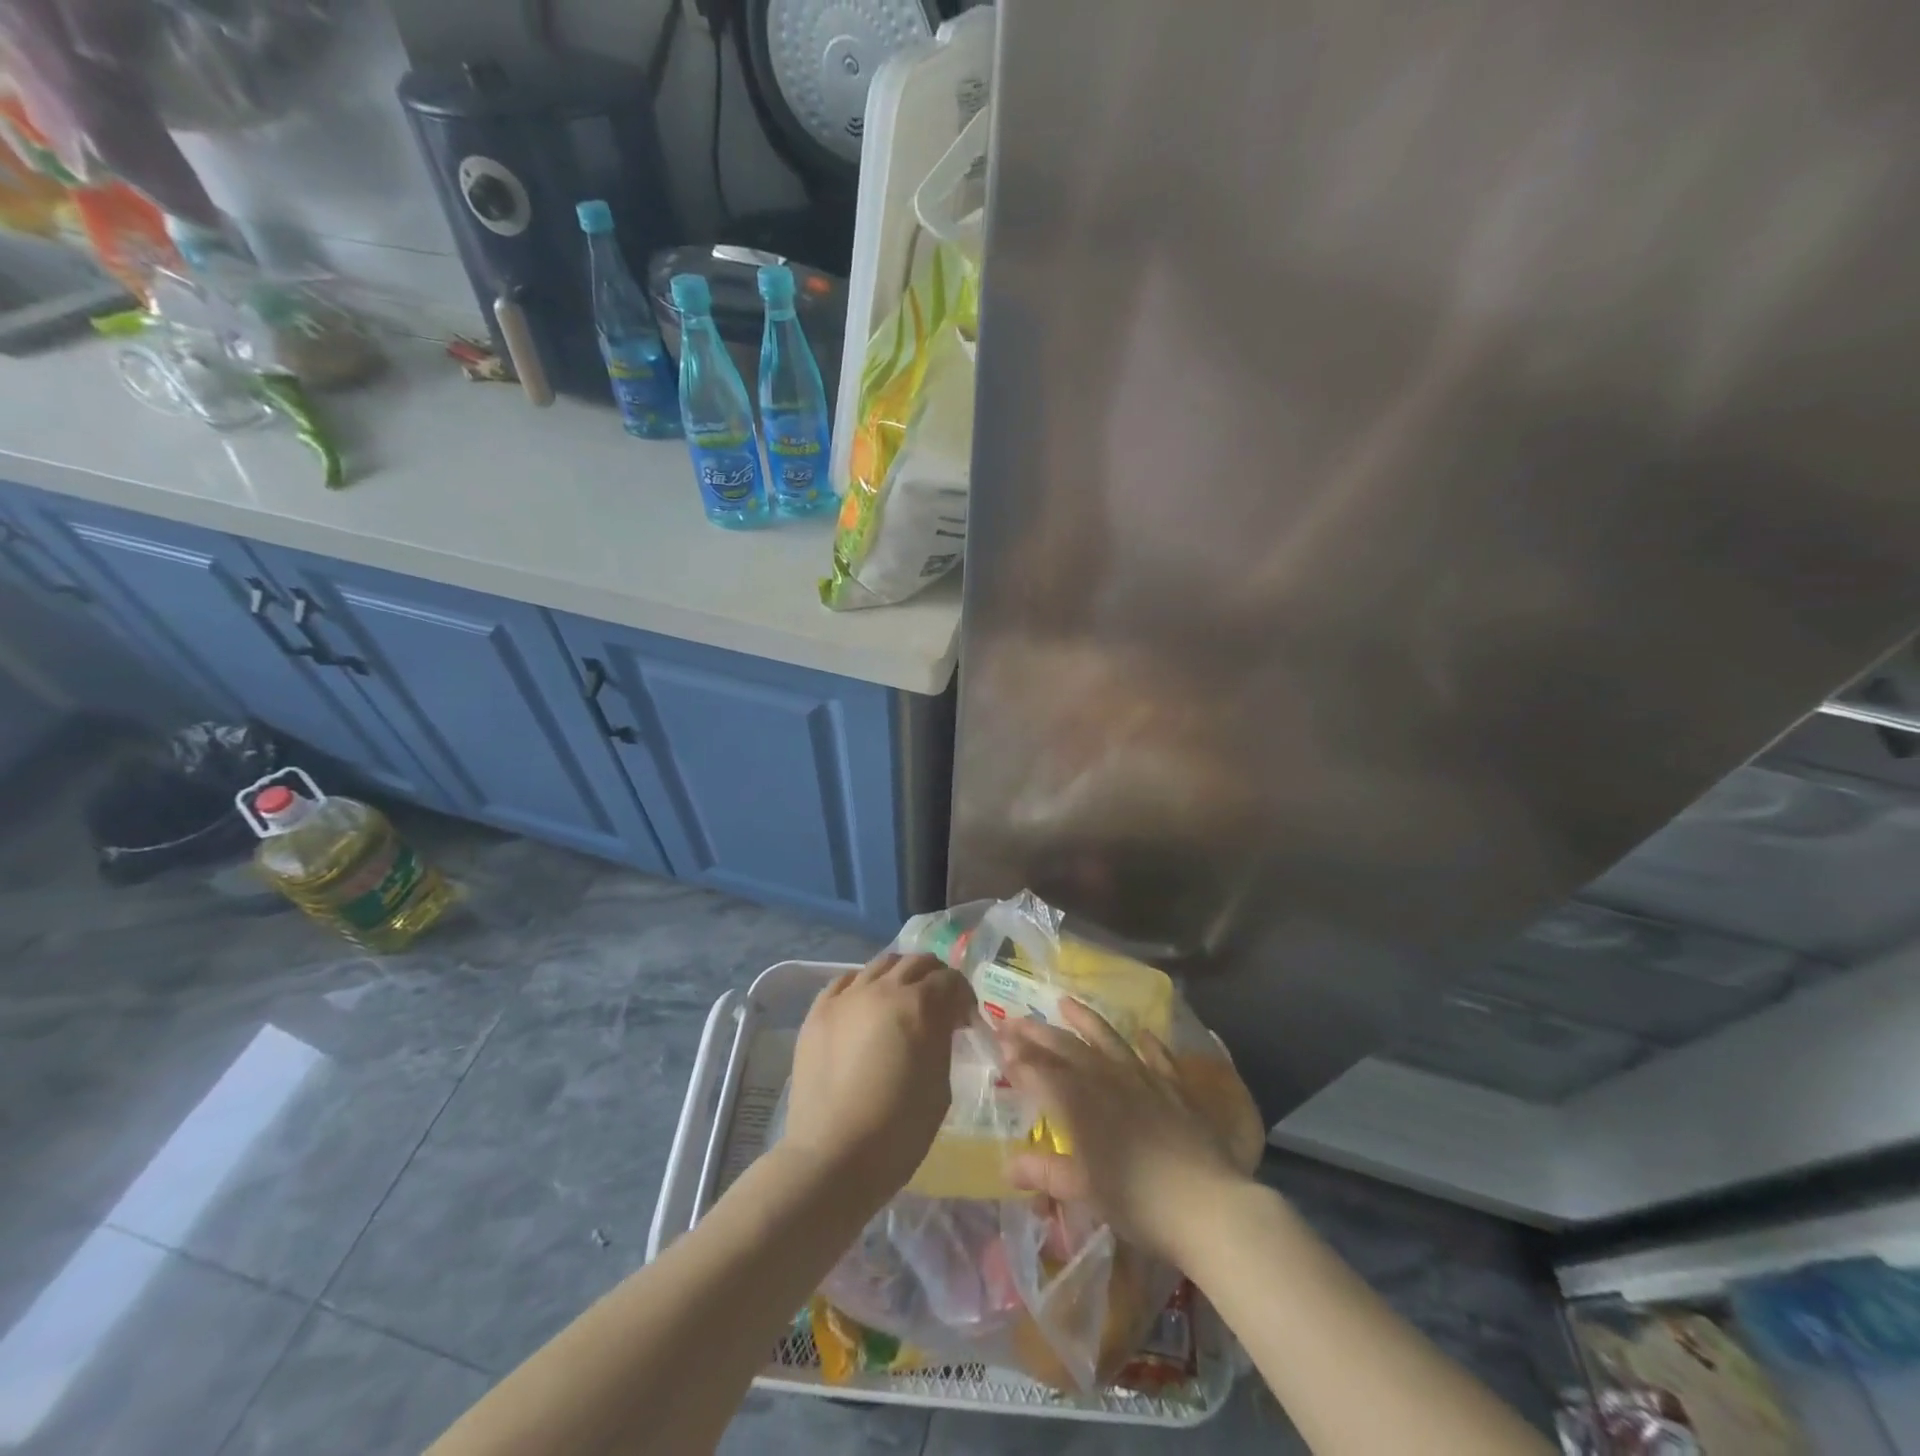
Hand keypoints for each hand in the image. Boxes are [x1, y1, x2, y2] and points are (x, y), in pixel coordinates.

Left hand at [783, 952, 976, 1203]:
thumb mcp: (940, 1085)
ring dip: (899, 976)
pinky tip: (865, 1006)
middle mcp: (883, 988)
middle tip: (939, 1004)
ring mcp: (846, 996)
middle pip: (916, 962)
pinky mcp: (818, 1011)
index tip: (964, 1020)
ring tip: (901, 1002)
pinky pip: (846, 981)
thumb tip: (942, 1023)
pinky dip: (863, 985)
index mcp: (919, 1005)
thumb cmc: (898, 1130)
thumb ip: (942, 1041)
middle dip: (934, 978)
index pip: (950, 979)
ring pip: (880, 964)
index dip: (963, 996)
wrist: (833, 1157)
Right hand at [997, 999, 1247, 1264]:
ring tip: (1065, 1002)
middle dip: (1037, 1033)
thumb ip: (1046, 1172)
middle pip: (1066, 1048)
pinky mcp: (1174, 1086)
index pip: (1040, 1072)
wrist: (1206, 1203)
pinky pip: (1158, 1057)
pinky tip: (1142, 1034)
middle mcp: (1106, 1080)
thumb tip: (1007, 1166)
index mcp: (1080, 1103)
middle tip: (1014, 1020)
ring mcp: (1143, 1078)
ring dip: (1084, 1020)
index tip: (999, 1045)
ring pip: (1107, 1039)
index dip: (1018, 1058)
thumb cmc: (1137, 1201)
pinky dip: (1148, 1044)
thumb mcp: (1084, 1191)